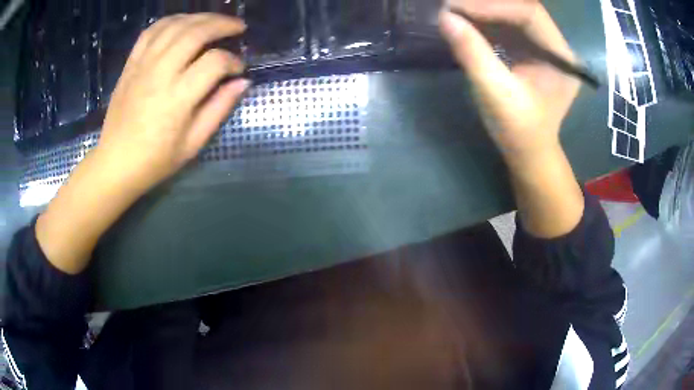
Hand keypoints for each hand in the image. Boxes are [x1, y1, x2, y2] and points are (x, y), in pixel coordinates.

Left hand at [96, 13, 249, 194]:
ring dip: (200, 17)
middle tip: (238, 27)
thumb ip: (219, 109)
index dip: (233, 61)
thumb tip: (242, 82)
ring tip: (215, 21)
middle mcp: (160, 74)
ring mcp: (143, 66)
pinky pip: (151, 31)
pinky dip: (171, 21)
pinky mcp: (131, 64)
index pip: (214, 63)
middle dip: (222, 25)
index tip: (238, 69)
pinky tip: (183, 23)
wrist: (115, 163)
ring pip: (175, 26)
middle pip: (196, 33)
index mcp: (177, 98)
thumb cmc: (155, 160)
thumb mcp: (192, 144)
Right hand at [439, 1, 584, 237]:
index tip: (457, 7)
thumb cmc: (519, 131)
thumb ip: (473, 53)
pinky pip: (508, 26)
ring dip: (484, 10)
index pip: (530, 15)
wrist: (527, 153)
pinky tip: (466, 21)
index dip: (494, 6)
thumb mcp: (496, 93)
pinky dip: (485, 21)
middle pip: (522, 10)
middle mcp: (556, 46)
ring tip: (455, 11)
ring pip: (513, 14)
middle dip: (487, 4)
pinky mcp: (531, 51)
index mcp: (561, 58)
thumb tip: (444, 17)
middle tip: (454, 5)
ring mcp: (543, 47)